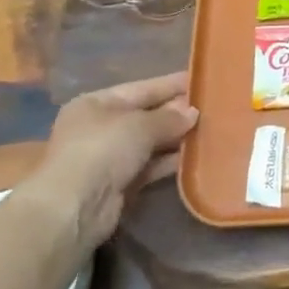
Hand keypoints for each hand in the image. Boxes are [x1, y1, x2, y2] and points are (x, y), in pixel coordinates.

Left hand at [22, 71, 197, 244]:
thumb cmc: (102, 150)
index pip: (141, 88)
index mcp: (96, 103)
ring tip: (211, 130)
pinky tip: (196, 156)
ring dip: (176, 139)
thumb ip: (169, 117)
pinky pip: (150, 167)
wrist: (75, 208)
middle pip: (146, 115)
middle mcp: (100, 127)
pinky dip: (169, 162)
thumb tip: (193, 112)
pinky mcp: (119, 185)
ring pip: (150, 143)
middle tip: (213, 107)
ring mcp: (108, 158)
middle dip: (176, 113)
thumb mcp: (140, 125)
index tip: (201, 80)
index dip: (171, 85)